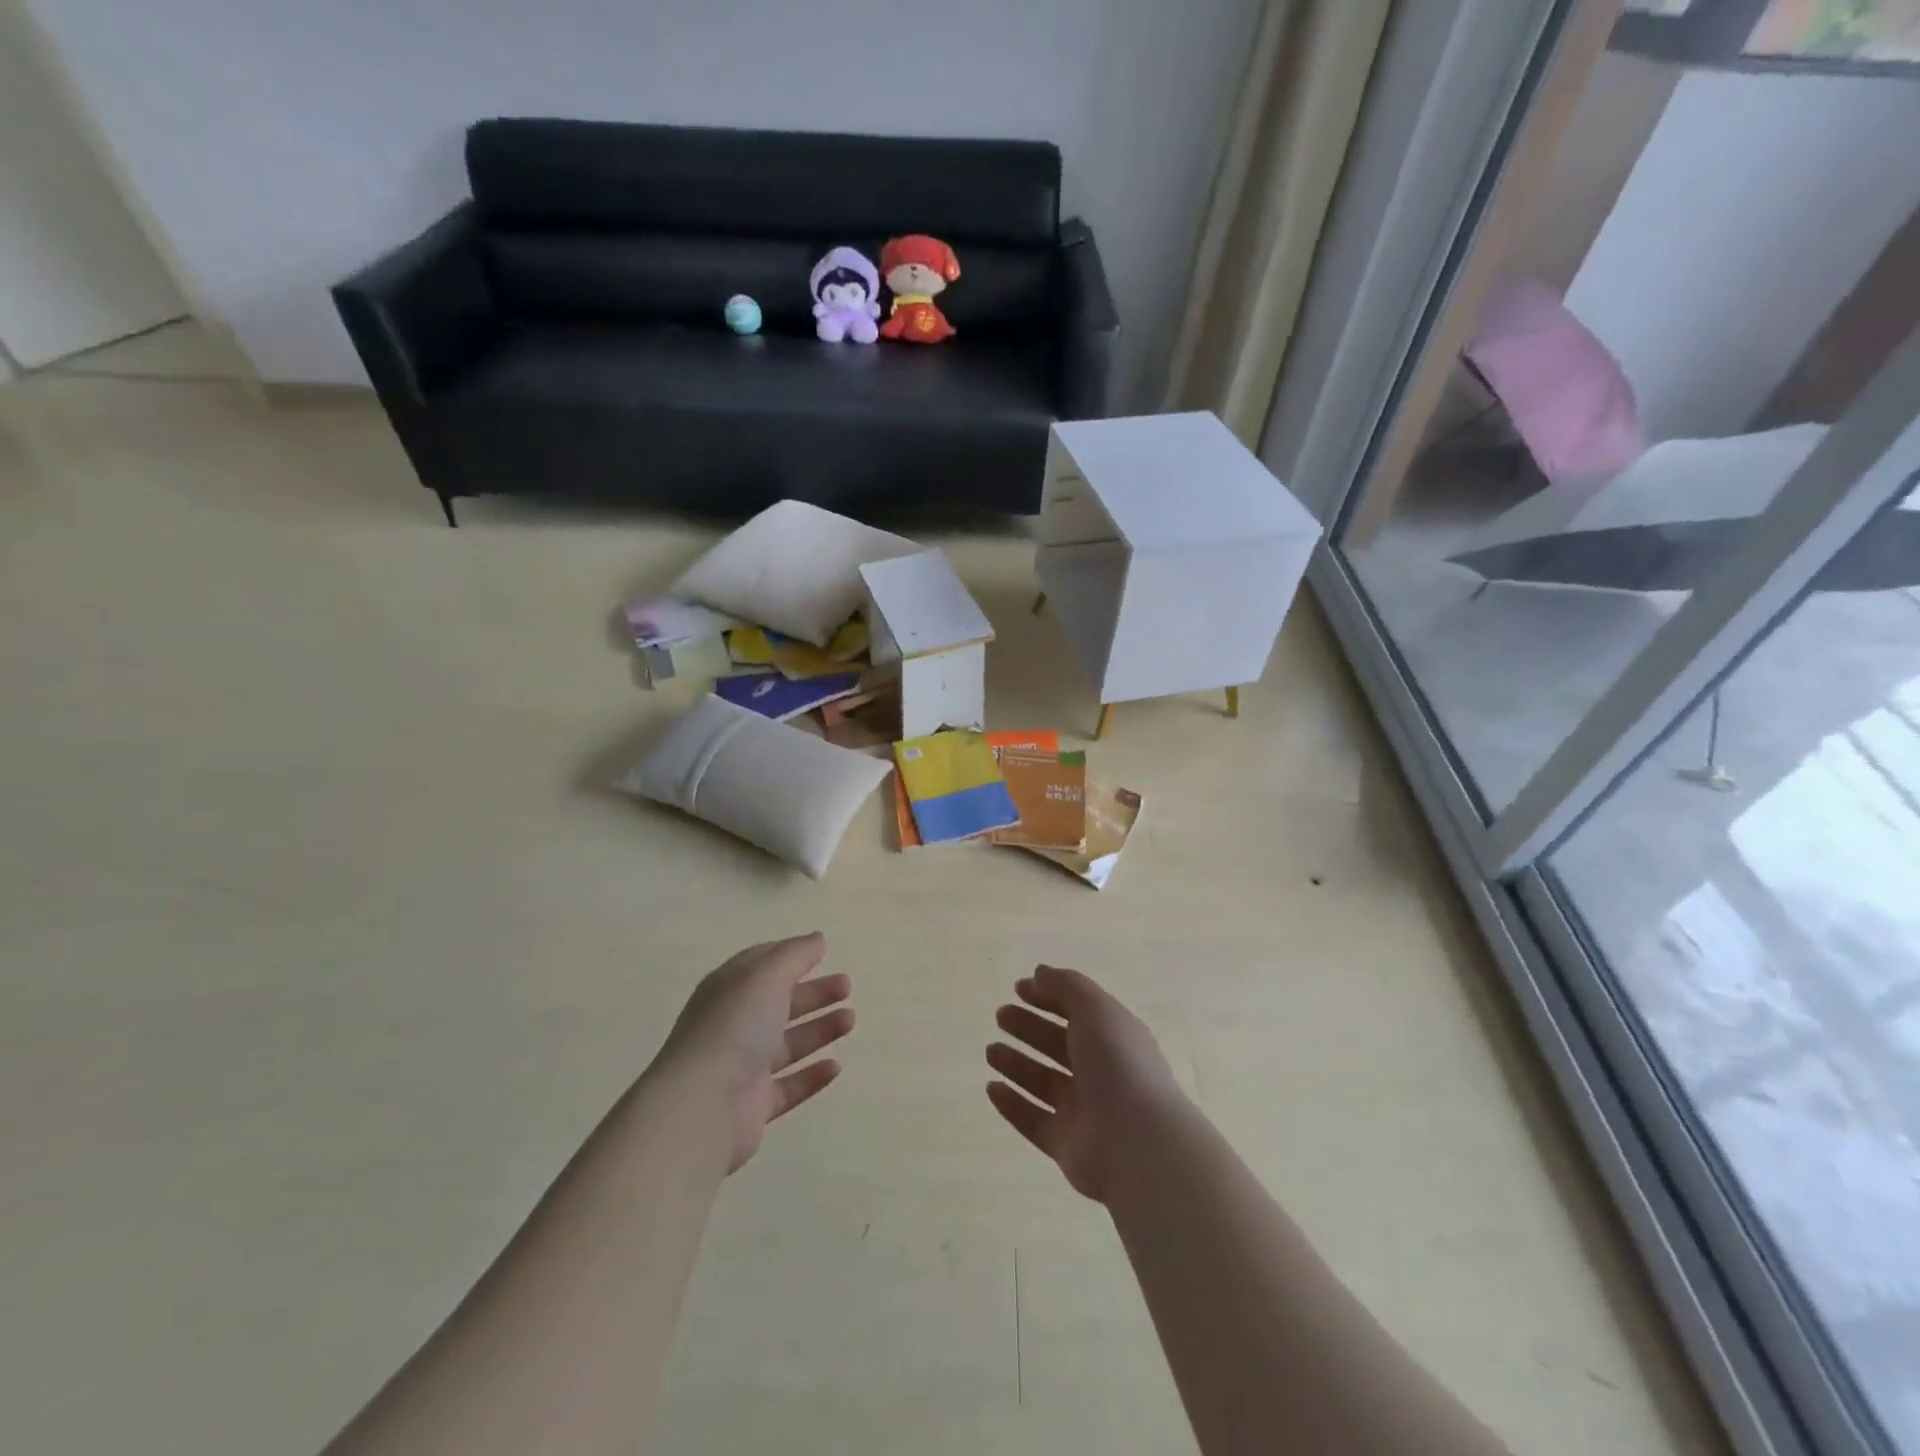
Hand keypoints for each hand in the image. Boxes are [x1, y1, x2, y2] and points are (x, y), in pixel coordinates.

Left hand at [656, 932, 852, 1172]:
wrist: (702, 1107)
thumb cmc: (735, 1027)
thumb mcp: (766, 976)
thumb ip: (795, 955)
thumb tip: (817, 939)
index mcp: (729, 989)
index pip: (761, 965)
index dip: (791, 956)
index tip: (823, 952)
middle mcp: (733, 1025)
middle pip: (779, 1003)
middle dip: (814, 993)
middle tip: (847, 987)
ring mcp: (742, 1067)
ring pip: (787, 1044)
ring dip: (819, 1030)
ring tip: (850, 1020)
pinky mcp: (752, 1106)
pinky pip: (788, 1086)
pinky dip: (812, 1076)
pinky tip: (835, 1066)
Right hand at [986, 964, 1183, 1202]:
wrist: (1137, 1143)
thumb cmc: (1118, 1064)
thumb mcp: (1094, 1009)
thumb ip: (1065, 986)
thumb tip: (1039, 973)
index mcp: (1114, 1038)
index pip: (1078, 1011)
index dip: (1049, 997)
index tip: (1017, 989)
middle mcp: (1101, 1072)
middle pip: (1058, 1045)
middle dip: (1029, 1028)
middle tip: (1000, 1015)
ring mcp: (1084, 1111)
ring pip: (1043, 1082)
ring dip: (1016, 1064)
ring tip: (990, 1051)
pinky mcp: (1067, 1145)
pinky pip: (1034, 1121)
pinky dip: (1012, 1105)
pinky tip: (991, 1088)